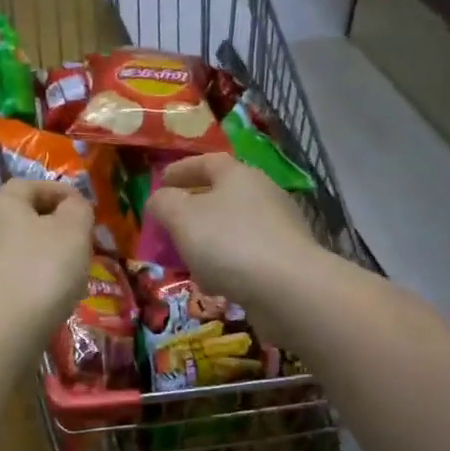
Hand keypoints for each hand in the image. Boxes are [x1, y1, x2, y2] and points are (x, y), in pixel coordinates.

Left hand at [0, 178, 93, 339]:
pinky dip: (21, 286)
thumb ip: (77, 211)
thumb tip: (71, 205)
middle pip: (16, 219)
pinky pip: (1, 283)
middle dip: (46, 228)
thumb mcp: (73, 232)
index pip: (29, 185)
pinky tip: (39, 304)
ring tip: (62, 279)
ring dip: (33, 259)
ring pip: (8, 252)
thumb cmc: (39, 271)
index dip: (59, 192)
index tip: (84, 209)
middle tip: (76, 245)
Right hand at [146, 154, 320, 312]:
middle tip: (171, 223)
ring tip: (188, 259)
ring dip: (210, 240)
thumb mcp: (182, 217)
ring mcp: (279, 228)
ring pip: (234, 227)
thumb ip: (164, 203)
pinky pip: (248, 255)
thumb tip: (159, 199)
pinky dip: (227, 264)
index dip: (181, 170)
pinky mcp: (287, 259)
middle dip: (194, 208)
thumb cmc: (229, 243)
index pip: (206, 162)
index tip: (160, 182)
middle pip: (223, 194)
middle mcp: (263, 194)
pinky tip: (215, 283)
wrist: (289, 289)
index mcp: (238, 175)